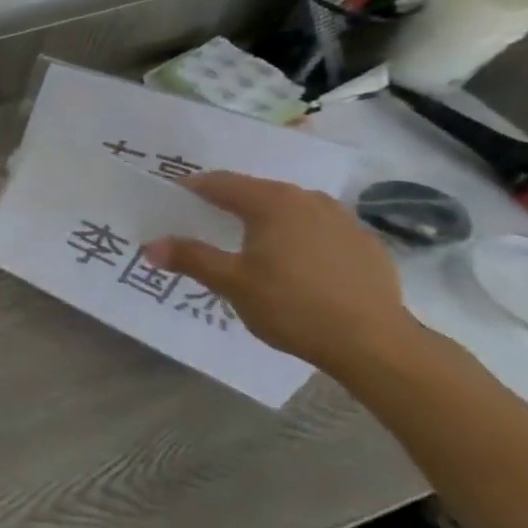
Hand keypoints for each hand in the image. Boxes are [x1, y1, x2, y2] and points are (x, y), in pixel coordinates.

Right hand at [145, 171, 418, 374]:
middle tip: (203, 222)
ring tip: (248, 243)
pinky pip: (318, 229)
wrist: (376, 344)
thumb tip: (151, 245)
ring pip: (290, 209)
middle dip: (227, 204)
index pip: (220, 183)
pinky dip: (296, 237)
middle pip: (256, 192)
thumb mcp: (231, 283)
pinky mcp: (365, 245)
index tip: (171, 200)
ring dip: (264, 219)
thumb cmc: (293, 305)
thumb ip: (190, 258)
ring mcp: (343, 220)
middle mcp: (308, 199)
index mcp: (272, 201)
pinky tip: (292, 264)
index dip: (191, 189)